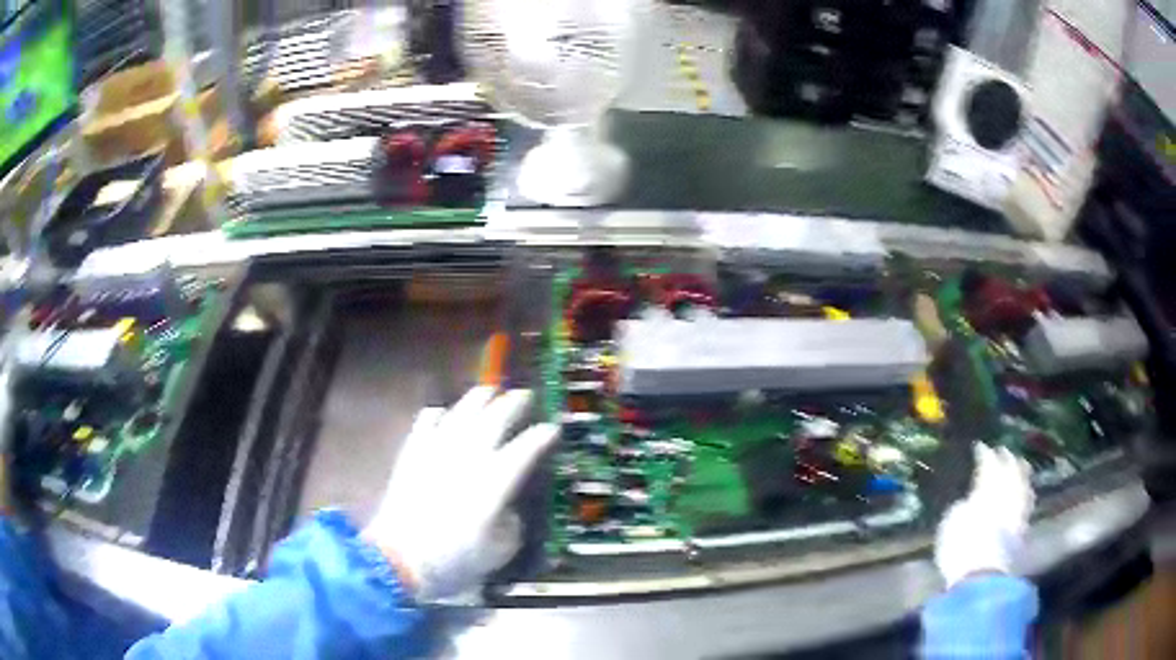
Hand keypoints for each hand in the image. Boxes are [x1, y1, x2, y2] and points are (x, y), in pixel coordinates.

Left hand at [363, 387, 558, 600]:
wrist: (399, 559)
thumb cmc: (454, 559)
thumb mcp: (499, 552)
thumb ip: (511, 526)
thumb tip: (508, 511)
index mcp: (495, 481)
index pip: (525, 448)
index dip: (542, 436)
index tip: (552, 429)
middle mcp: (468, 457)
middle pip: (495, 418)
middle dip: (514, 403)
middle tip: (525, 396)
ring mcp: (437, 451)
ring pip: (461, 412)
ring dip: (479, 398)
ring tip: (490, 391)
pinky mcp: (413, 454)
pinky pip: (426, 422)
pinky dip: (438, 414)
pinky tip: (442, 412)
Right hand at [934, 443, 1034, 587]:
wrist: (983, 576)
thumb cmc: (961, 548)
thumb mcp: (950, 526)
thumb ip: (961, 509)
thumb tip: (968, 503)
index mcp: (988, 489)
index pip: (989, 465)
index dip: (985, 455)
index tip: (981, 446)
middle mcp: (1007, 495)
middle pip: (1011, 472)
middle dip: (1007, 461)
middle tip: (1004, 452)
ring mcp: (1018, 513)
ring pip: (1023, 487)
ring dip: (1020, 476)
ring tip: (1019, 468)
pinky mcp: (1023, 532)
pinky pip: (1025, 506)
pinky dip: (1024, 496)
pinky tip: (1023, 496)